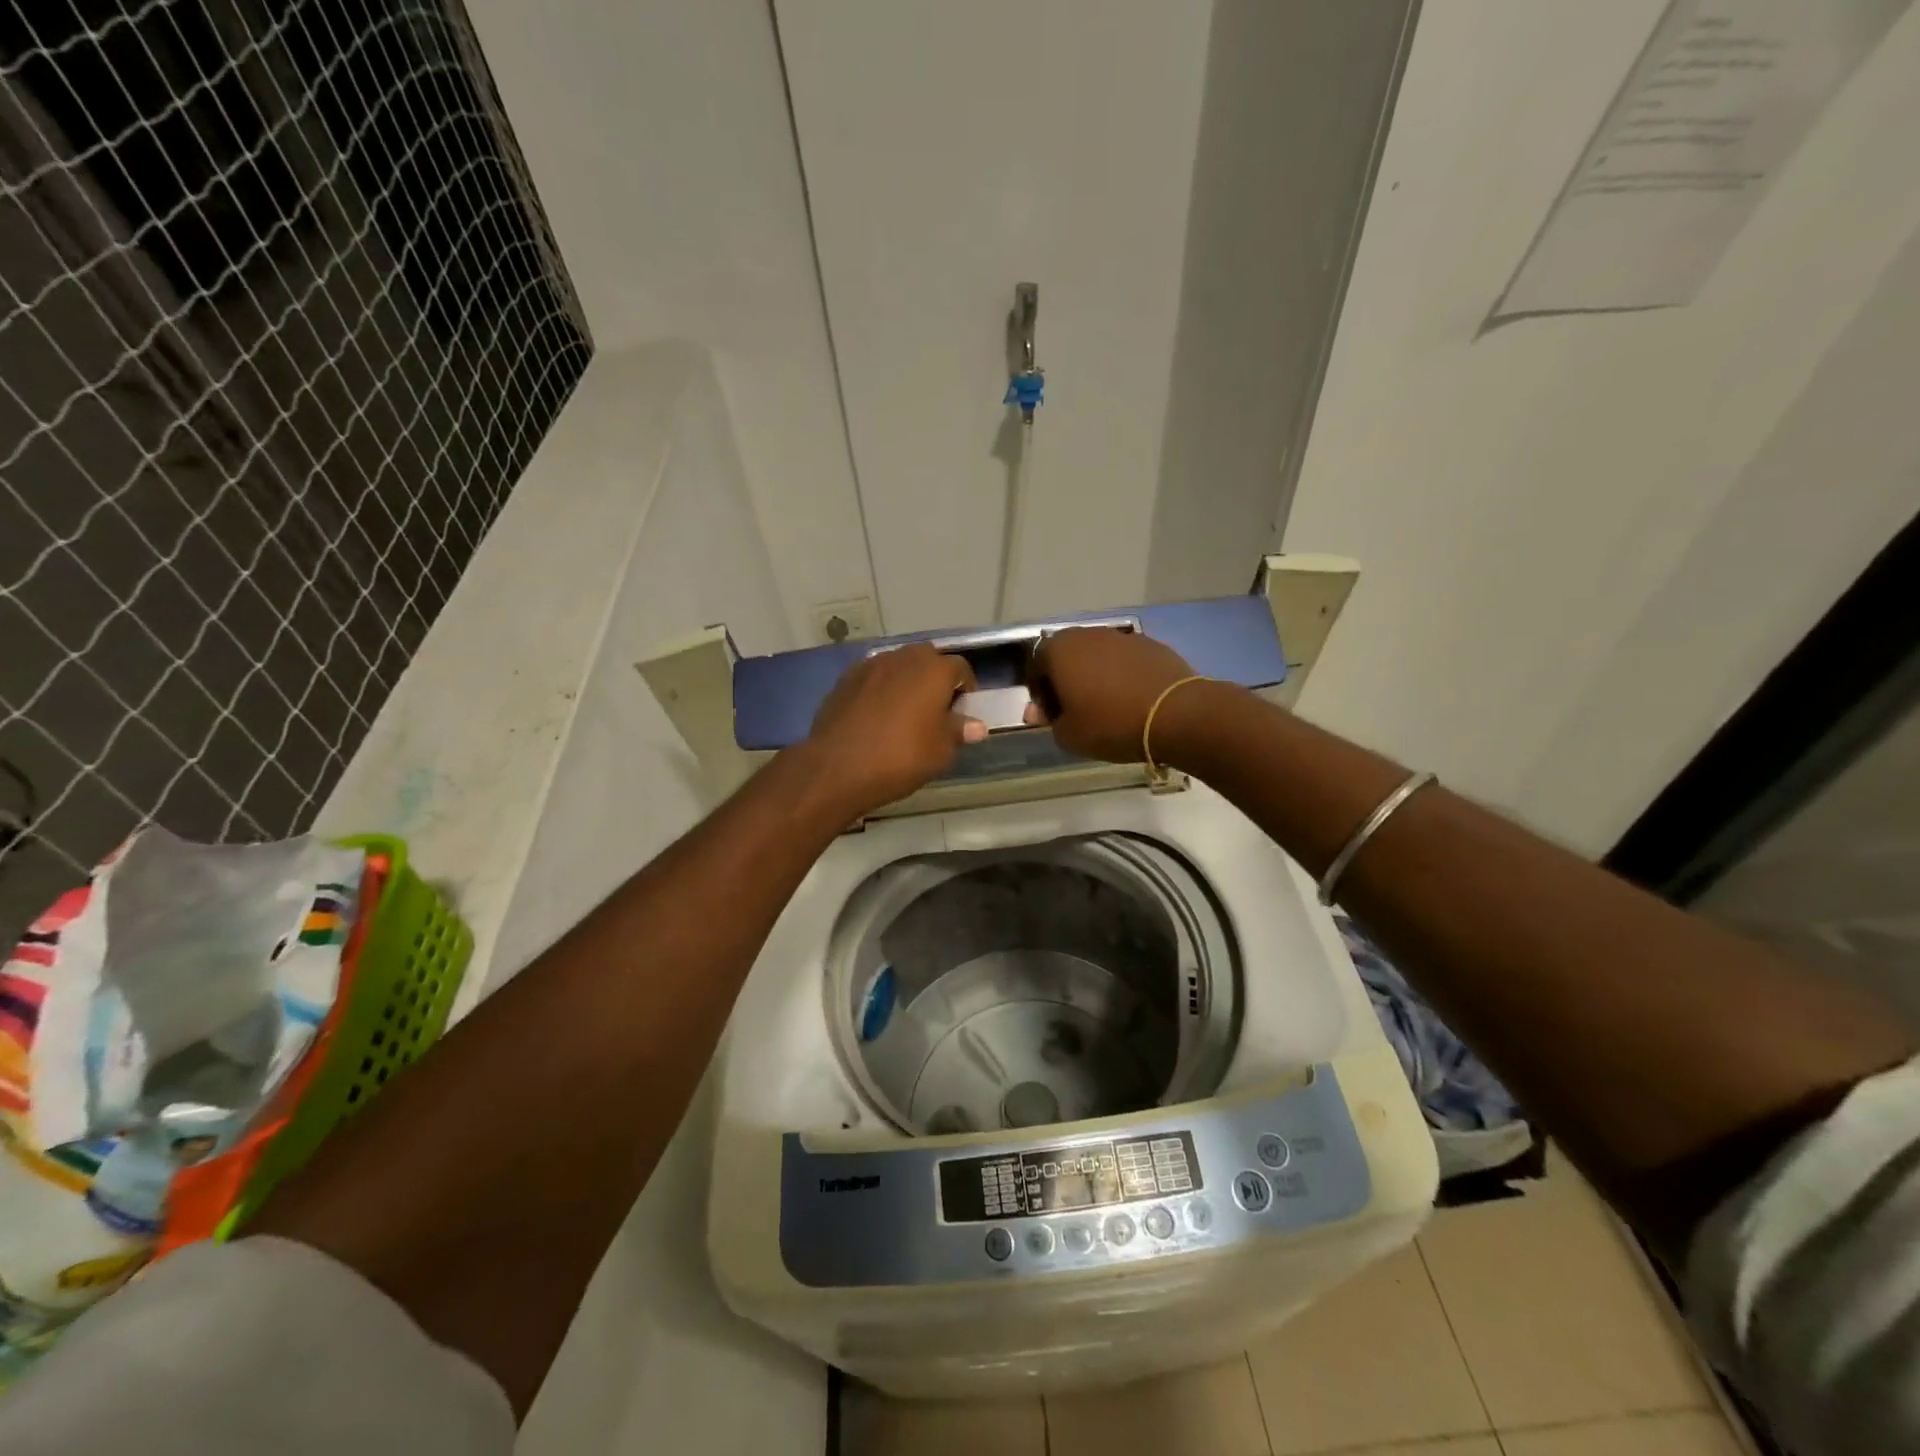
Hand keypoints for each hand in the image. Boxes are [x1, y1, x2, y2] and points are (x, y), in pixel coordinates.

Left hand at [806, 644, 984, 815]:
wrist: (836, 767)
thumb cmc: (900, 757)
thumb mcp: (940, 752)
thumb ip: (959, 732)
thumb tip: (976, 725)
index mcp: (933, 670)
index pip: (961, 668)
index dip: (965, 688)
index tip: (962, 711)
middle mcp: (903, 658)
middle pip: (927, 659)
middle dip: (935, 678)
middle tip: (935, 709)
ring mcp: (870, 665)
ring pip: (898, 665)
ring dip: (906, 681)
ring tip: (905, 712)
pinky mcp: (845, 679)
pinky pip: (873, 678)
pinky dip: (880, 689)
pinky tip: (876, 716)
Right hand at [1023, 628, 1202, 763]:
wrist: (1175, 714)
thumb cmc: (1111, 723)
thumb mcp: (1069, 735)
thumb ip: (1048, 722)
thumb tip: (1039, 713)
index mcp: (1060, 650)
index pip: (1036, 665)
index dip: (1040, 692)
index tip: (1050, 715)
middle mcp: (1088, 635)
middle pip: (1067, 655)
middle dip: (1066, 679)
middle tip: (1074, 709)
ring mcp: (1122, 636)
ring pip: (1097, 655)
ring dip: (1094, 675)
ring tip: (1105, 705)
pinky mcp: (1151, 644)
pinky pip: (1125, 660)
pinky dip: (1121, 675)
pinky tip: (1131, 699)